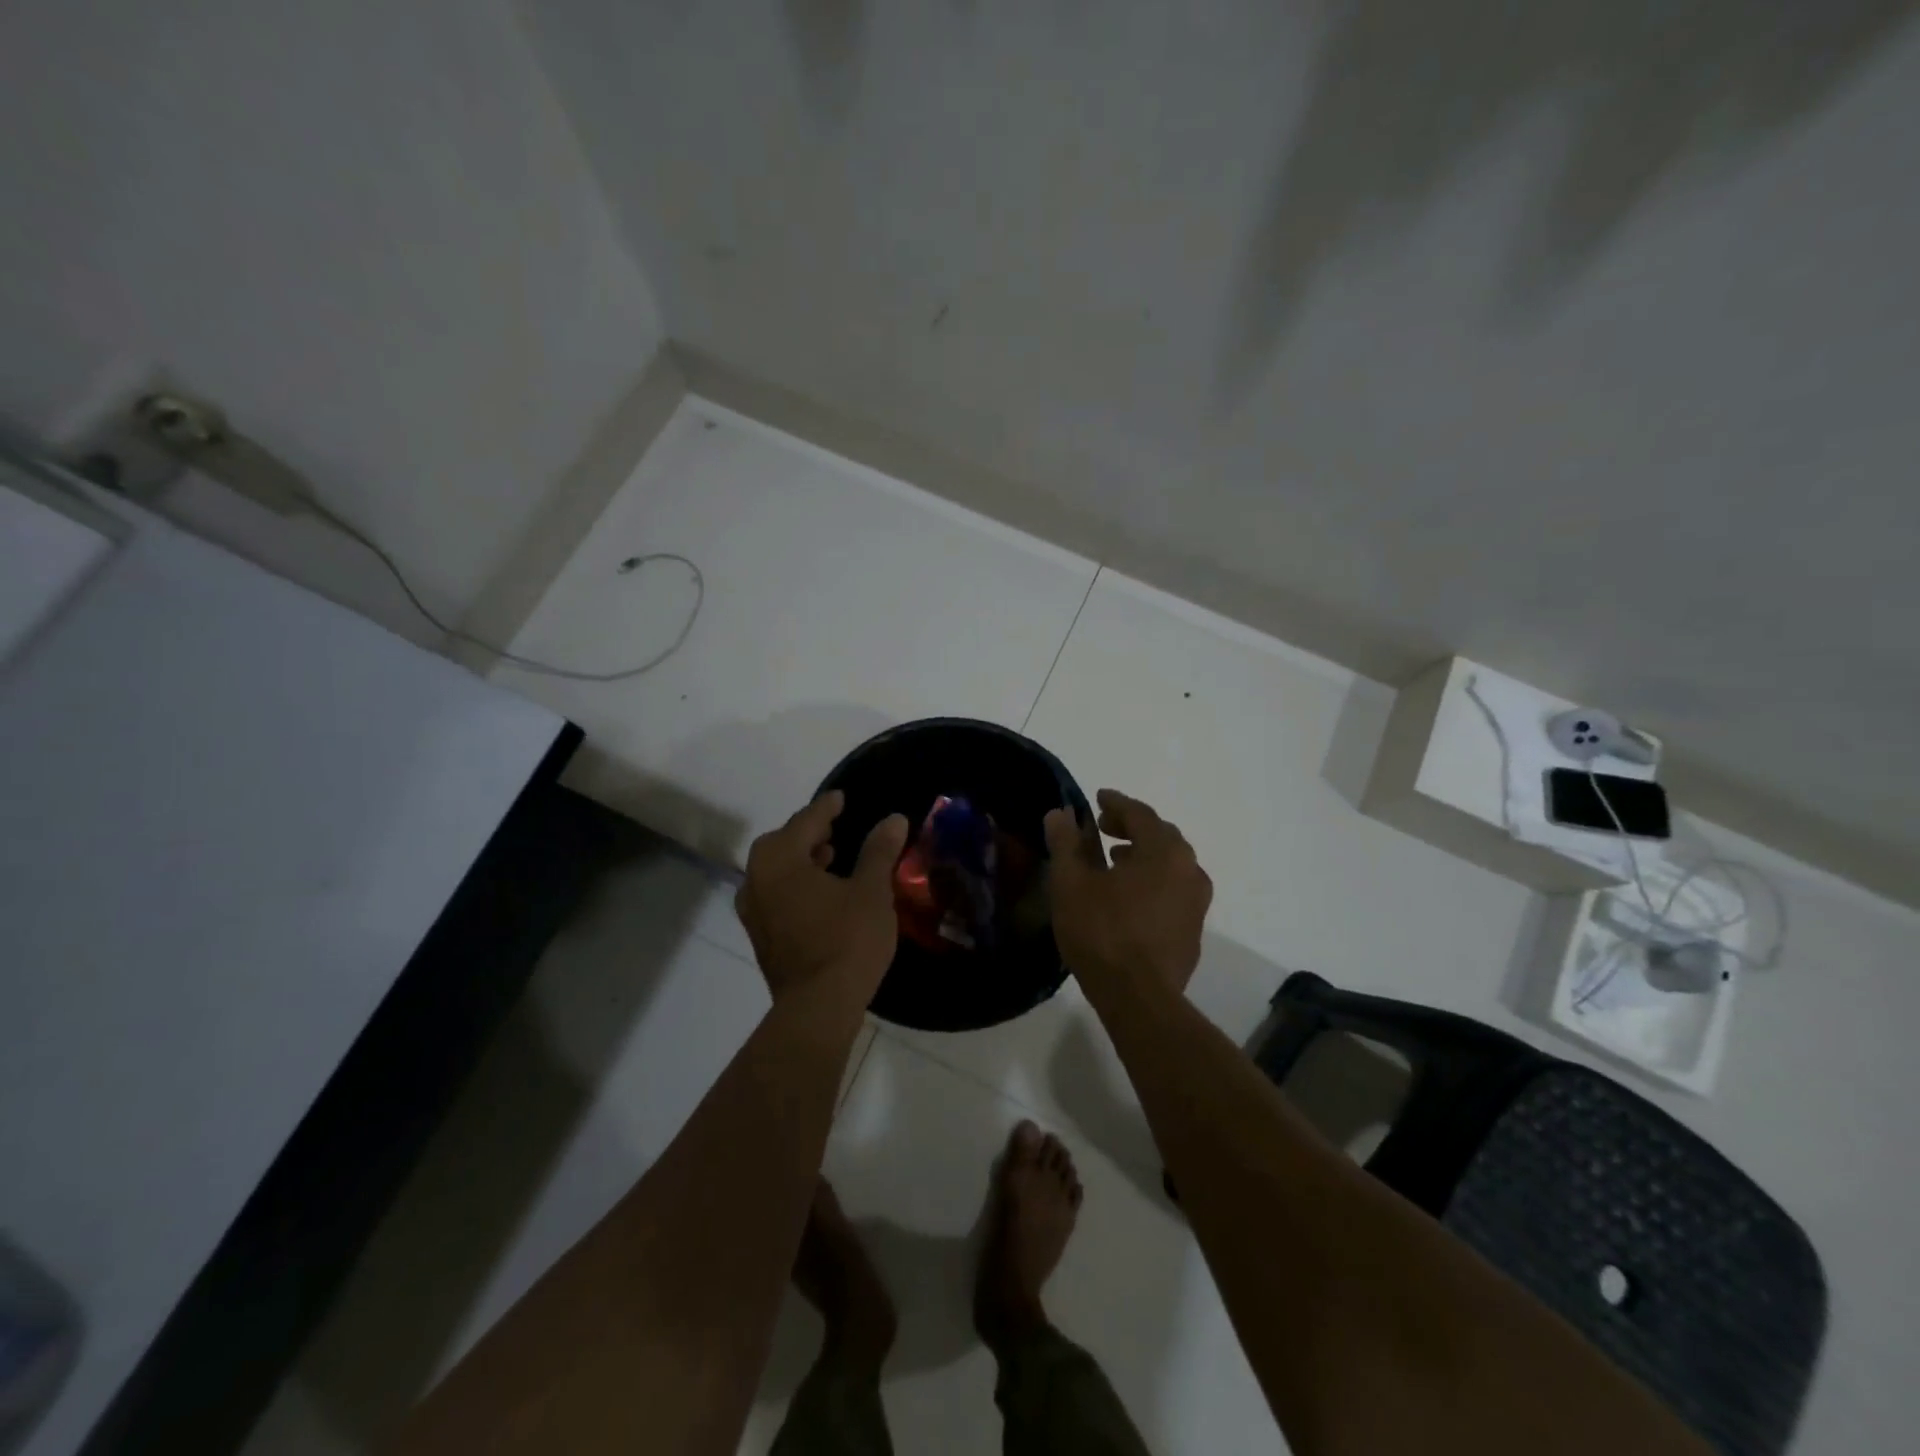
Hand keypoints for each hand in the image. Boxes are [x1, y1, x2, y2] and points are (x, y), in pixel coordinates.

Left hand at [737, 791, 909, 1005]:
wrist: (818, 1008)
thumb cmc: (847, 940)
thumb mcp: (871, 891)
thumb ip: (879, 851)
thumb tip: (893, 818)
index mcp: (780, 859)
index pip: (805, 821)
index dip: (826, 808)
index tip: (840, 798)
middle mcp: (756, 879)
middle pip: (782, 843)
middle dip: (808, 833)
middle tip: (834, 829)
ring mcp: (752, 911)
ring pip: (775, 871)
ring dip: (799, 860)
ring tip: (830, 859)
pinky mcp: (759, 936)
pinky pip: (774, 895)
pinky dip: (793, 884)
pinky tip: (819, 895)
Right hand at [1044, 789, 1211, 994]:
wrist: (1140, 999)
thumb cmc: (1102, 932)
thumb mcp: (1071, 883)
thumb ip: (1066, 843)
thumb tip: (1060, 814)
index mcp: (1164, 850)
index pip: (1140, 813)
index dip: (1116, 802)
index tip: (1097, 798)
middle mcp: (1189, 869)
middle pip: (1160, 835)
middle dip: (1131, 827)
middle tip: (1103, 827)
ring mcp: (1197, 902)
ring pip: (1170, 864)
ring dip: (1142, 855)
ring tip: (1114, 861)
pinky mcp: (1194, 930)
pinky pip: (1173, 890)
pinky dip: (1152, 881)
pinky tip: (1129, 898)